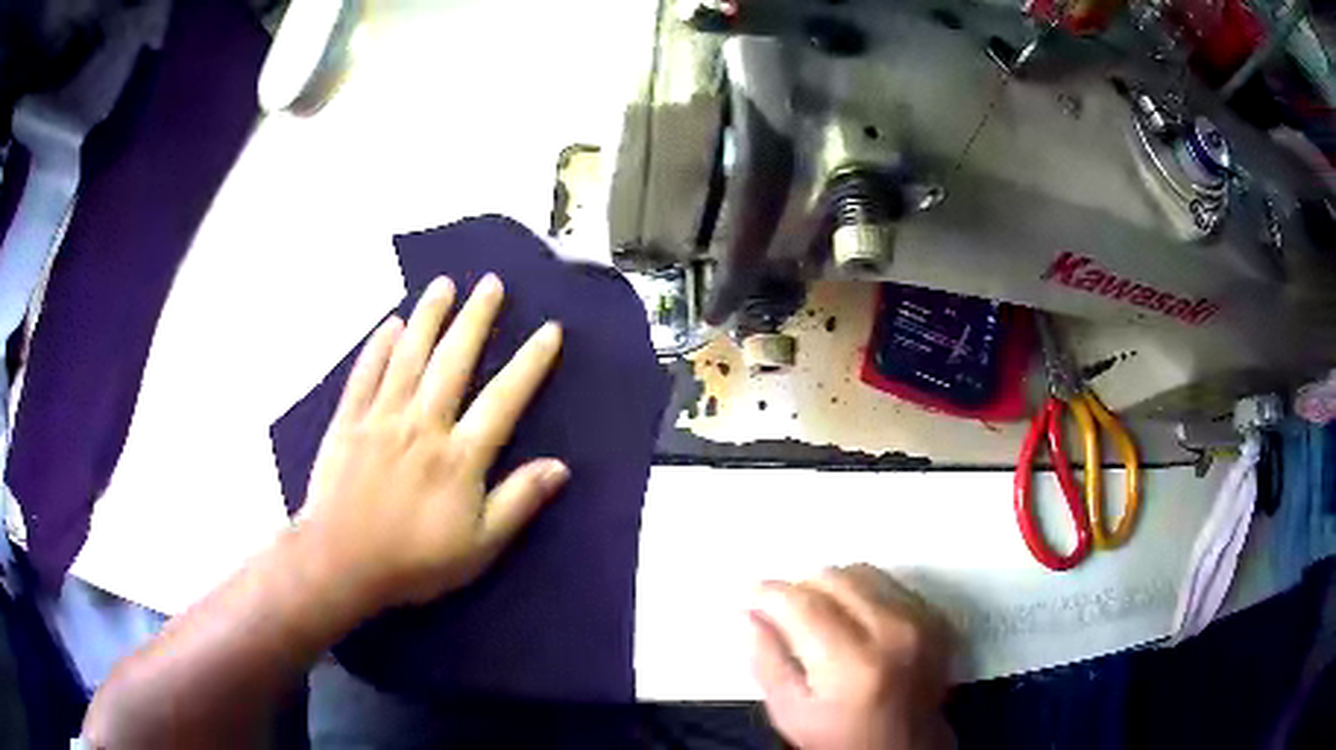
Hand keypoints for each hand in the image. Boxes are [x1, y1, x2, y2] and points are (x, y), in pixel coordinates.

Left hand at [297, 273, 567, 610]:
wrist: (341, 562)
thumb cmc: (414, 561)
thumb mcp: (480, 547)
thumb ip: (518, 501)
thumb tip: (560, 467)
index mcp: (459, 456)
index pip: (503, 398)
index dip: (530, 363)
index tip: (548, 330)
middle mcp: (423, 424)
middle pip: (453, 361)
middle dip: (476, 319)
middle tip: (491, 283)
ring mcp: (381, 418)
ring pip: (409, 356)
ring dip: (429, 317)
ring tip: (444, 284)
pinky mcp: (348, 422)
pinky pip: (365, 374)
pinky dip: (378, 346)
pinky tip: (391, 324)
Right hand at [750, 565, 954, 749]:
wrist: (905, 748)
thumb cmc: (841, 738)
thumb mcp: (790, 713)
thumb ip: (766, 661)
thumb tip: (747, 613)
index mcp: (852, 664)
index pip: (803, 604)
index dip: (768, 593)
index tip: (749, 595)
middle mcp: (893, 633)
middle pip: (834, 578)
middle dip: (799, 588)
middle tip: (783, 612)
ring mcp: (921, 621)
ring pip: (862, 572)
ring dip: (832, 587)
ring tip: (819, 617)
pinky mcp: (936, 616)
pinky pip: (890, 583)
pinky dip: (863, 593)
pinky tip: (854, 620)